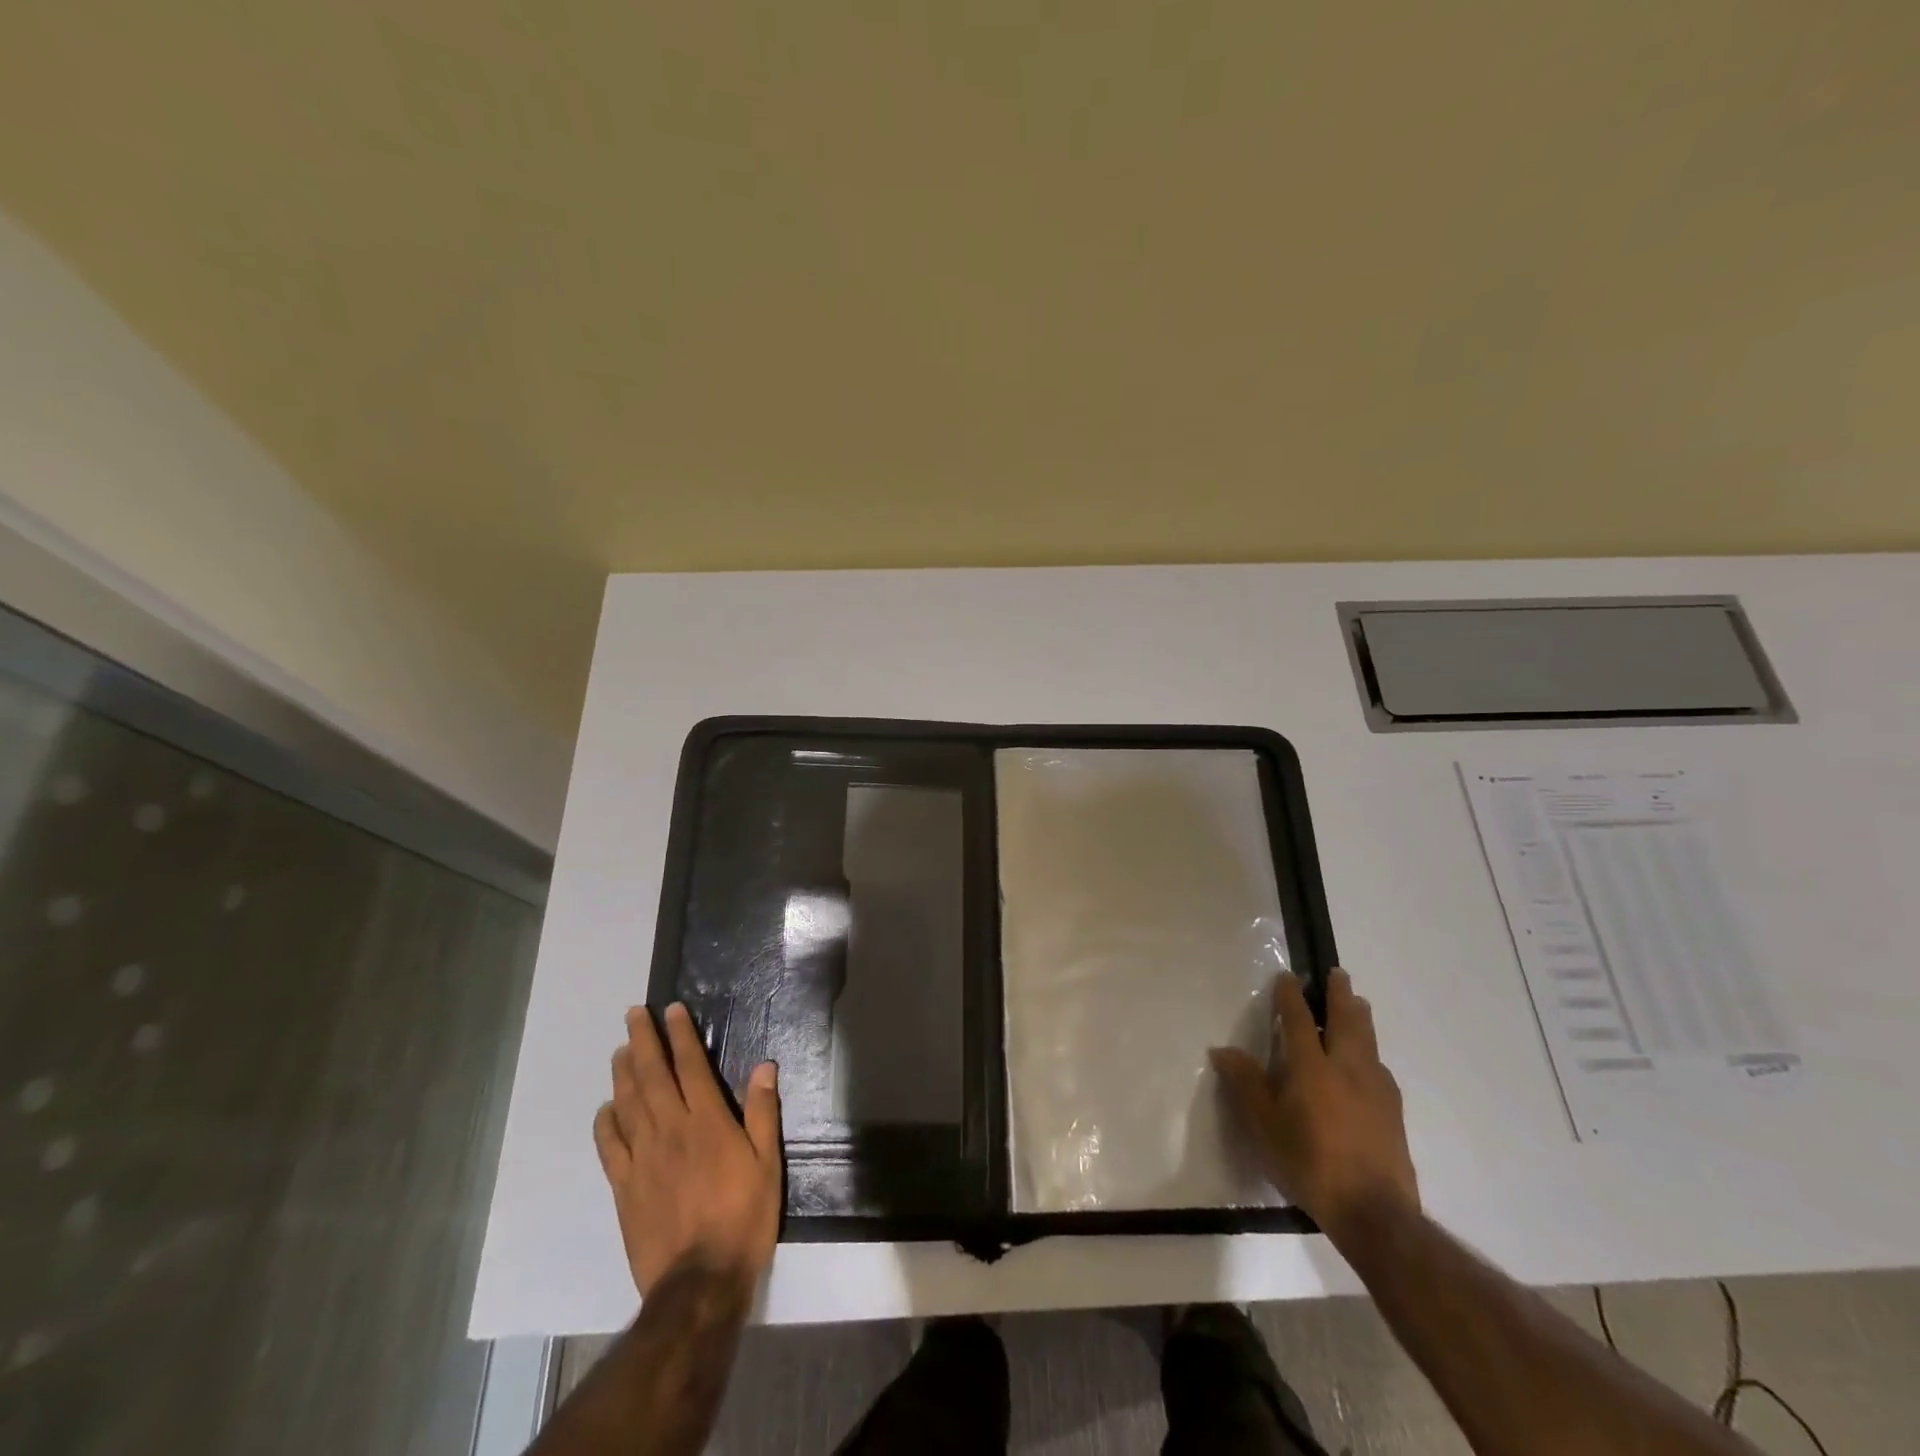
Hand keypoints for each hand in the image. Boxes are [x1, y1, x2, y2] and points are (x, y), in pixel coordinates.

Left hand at [594, 1003, 782, 1296]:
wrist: (699, 1284)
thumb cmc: (743, 1218)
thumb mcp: (768, 1164)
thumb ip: (762, 1113)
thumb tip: (764, 1066)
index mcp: (708, 1122)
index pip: (690, 1066)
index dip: (681, 1035)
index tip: (671, 1010)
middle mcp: (671, 1131)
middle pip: (652, 1076)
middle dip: (644, 1041)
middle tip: (633, 1014)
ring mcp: (643, 1159)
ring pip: (628, 1104)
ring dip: (623, 1073)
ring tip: (620, 1049)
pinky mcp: (625, 1188)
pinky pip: (610, 1147)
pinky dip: (606, 1123)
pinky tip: (606, 1109)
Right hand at [1211, 968, 1418, 1242]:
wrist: (1375, 1212)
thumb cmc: (1309, 1163)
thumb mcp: (1264, 1126)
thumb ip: (1245, 1085)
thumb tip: (1223, 1051)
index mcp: (1311, 1067)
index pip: (1297, 1020)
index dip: (1290, 996)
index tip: (1287, 976)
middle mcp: (1346, 1068)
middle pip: (1345, 1020)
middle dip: (1339, 994)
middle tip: (1338, 973)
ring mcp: (1376, 1089)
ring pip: (1368, 1040)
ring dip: (1360, 1017)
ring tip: (1359, 1003)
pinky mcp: (1394, 1111)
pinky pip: (1380, 1067)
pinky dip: (1371, 1051)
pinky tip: (1371, 1061)